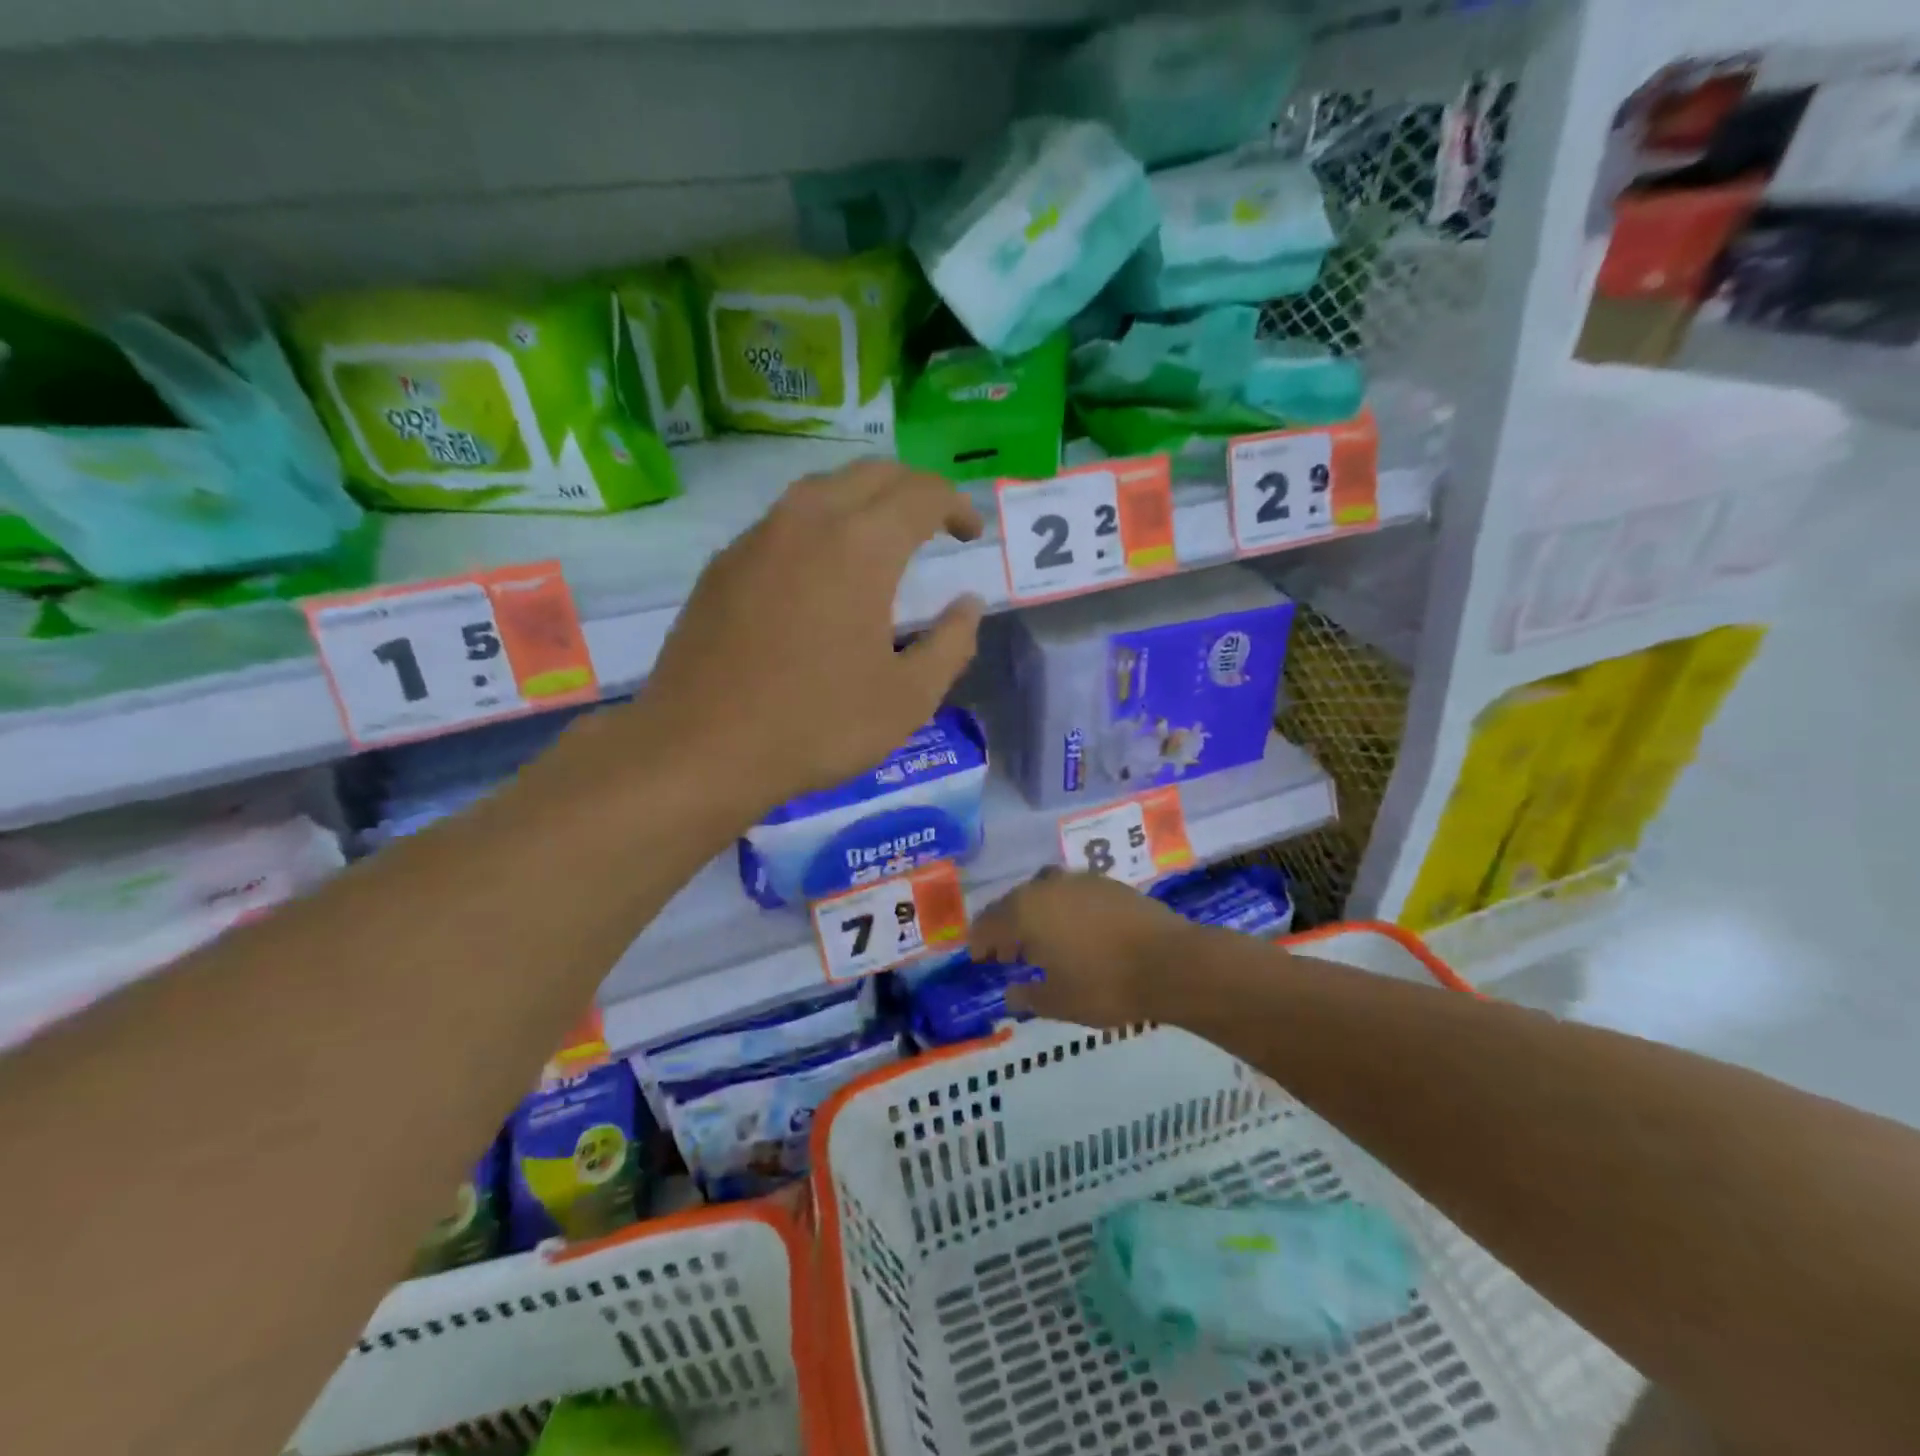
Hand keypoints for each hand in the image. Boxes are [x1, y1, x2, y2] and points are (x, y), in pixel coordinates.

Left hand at [638, 460, 984, 813]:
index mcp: (861, 545)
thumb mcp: (909, 698)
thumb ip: (951, 644)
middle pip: (871, 473)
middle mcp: (807, 521)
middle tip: (934, 526)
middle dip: (912, 490)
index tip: (970, 535)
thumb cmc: (817, 725)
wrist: (700, 749)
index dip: (955, 506)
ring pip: (821, 489)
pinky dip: (818, 527)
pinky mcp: (722, 565)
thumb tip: (967, 605)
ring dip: (862, 501)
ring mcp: (757, 538)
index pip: (921, 494)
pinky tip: (820, 573)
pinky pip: (783, 522)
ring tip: (881, 542)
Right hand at [969, 870, 1195, 1027]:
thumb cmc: (1105, 985)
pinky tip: (1075, 933)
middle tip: (1007, 954)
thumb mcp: (1059, 1001)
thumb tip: (1010, 993)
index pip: (990, 922)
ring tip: (1042, 943)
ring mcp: (1080, 880)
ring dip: (1035, 915)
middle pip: (1015, 903)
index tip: (978, 957)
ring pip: (1044, 894)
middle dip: (1006, 927)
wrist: (1171, 962)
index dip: (980, 940)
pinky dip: (1063, 910)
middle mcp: (1047, 886)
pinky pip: (1071, 893)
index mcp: (1026, 911)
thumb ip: (1029, 996)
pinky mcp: (1109, 884)